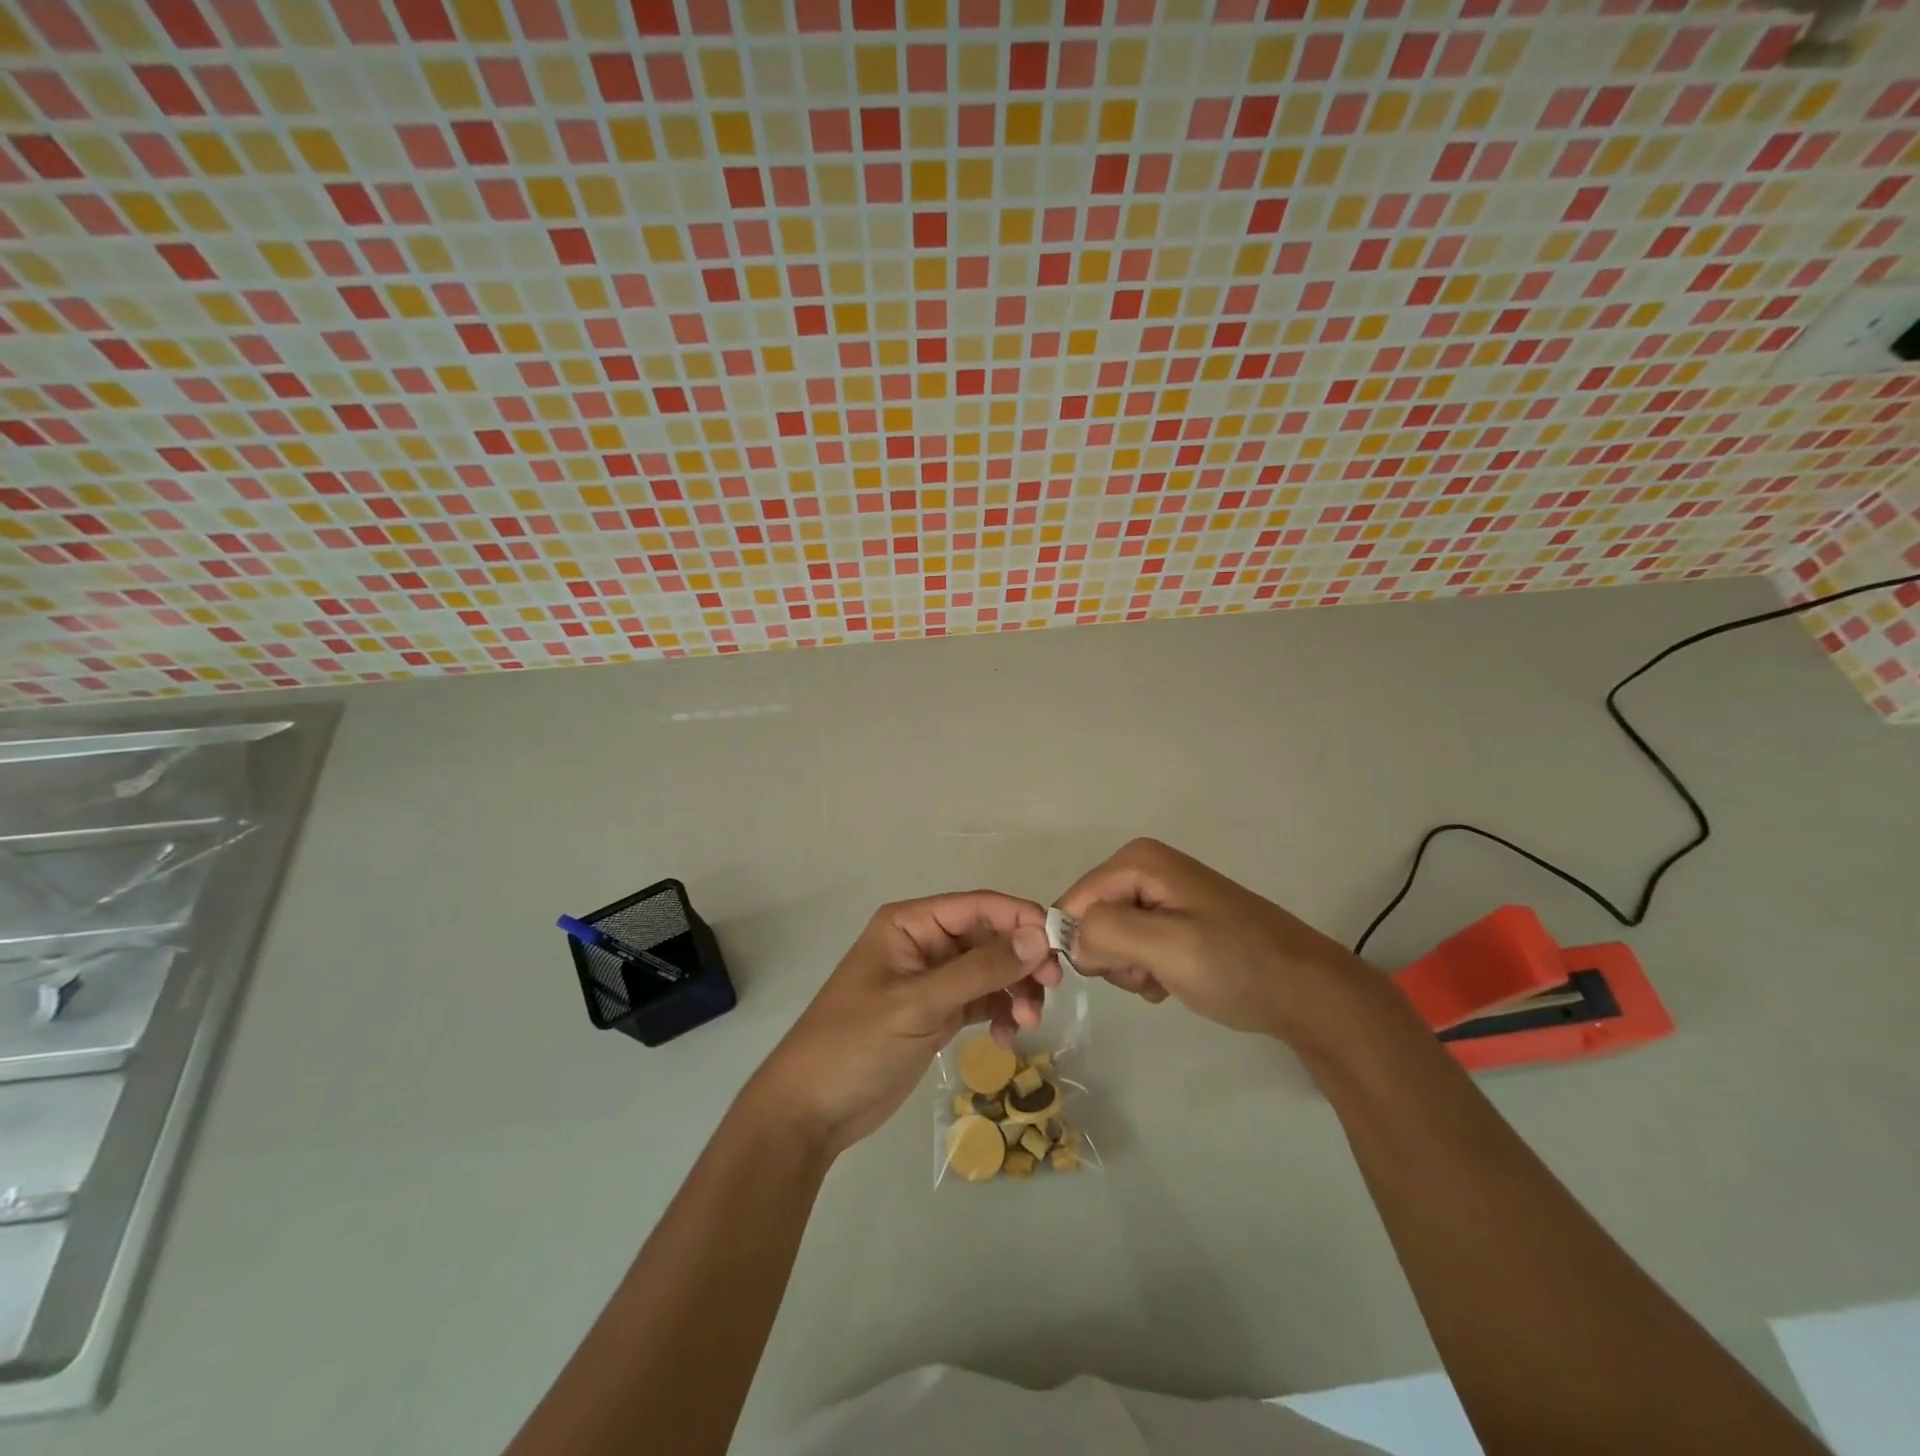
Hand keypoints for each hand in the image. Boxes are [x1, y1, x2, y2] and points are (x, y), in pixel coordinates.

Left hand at [746, 892, 1057, 1156]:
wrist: (813, 1110)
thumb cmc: (857, 1042)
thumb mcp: (920, 1003)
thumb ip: (980, 969)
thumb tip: (1038, 936)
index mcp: (911, 924)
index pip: (977, 906)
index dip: (1020, 917)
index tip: (1059, 943)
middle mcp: (924, 944)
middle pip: (989, 938)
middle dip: (1021, 961)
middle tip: (1051, 988)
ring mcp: (932, 980)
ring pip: (990, 971)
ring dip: (1014, 991)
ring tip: (1027, 1024)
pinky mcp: (937, 1013)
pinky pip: (981, 1001)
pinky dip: (999, 1014)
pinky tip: (1006, 1039)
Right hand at [1056, 838, 1371, 1044]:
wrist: (1307, 993)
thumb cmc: (1238, 965)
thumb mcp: (1168, 946)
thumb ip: (1106, 932)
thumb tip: (1069, 938)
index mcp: (1138, 861)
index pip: (1073, 902)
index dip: (1079, 942)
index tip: (1111, 974)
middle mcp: (1144, 868)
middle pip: (1090, 918)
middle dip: (1111, 955)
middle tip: (1150, 972)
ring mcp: (1160, 895)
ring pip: (1108, 938)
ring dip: (1130, 967)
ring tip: (1168, 977)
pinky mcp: (1174, 920)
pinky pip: (1133, 947)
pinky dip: (1146, 970)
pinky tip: (1175, 980)